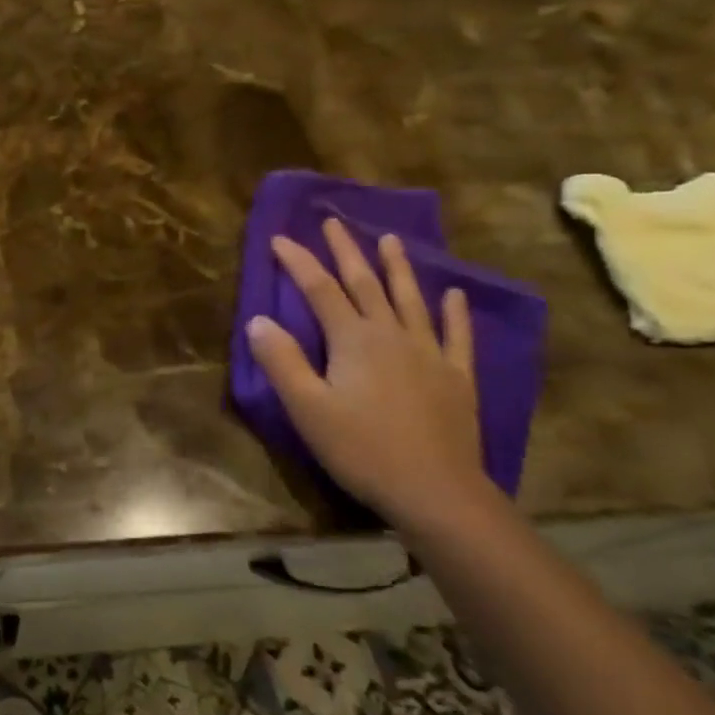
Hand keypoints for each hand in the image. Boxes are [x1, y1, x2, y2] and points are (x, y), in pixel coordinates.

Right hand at [246, 219, 490, 534]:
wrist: (436, 492)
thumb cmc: (362, 449)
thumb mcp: (308, 408)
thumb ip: (282, 361)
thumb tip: (258, 320)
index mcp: (353, 339)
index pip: (319, 289)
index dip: (298, 261)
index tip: (279, 238)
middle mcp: (391, 335)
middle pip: (365, 283)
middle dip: (346, 251)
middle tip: (333, 222)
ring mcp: (429, 354)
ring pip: (410, 300)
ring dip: (398, 268)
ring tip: (390, 239)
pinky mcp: (457, 378)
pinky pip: (456, 336)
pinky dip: (454, 313)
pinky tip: (454, 295)